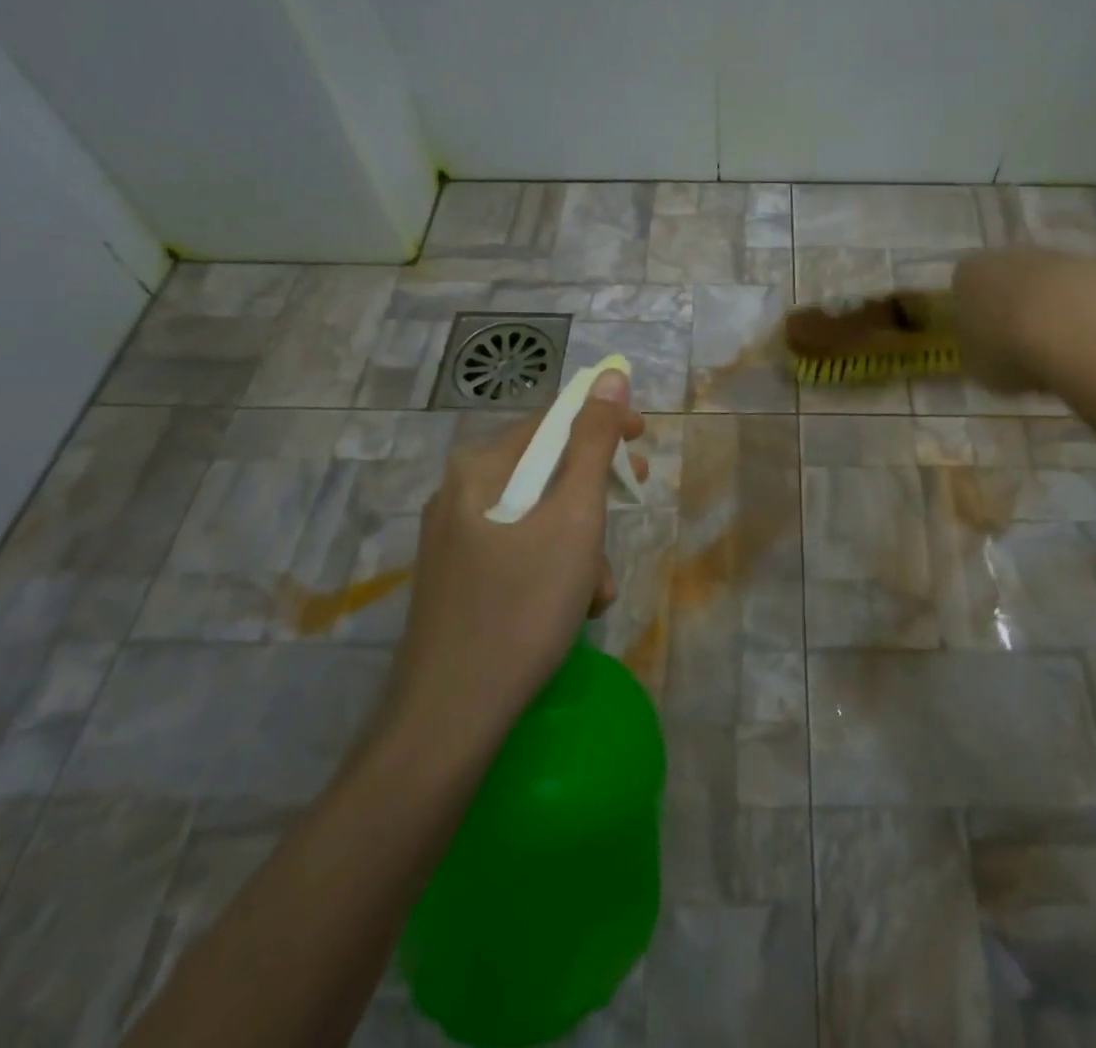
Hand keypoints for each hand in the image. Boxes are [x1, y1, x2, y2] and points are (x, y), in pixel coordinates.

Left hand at [380, 369, 646, 744]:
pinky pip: (520, 551)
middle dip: (596, 492)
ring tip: (599, 587)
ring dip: (582, 541)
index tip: (645, 442)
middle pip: (546, 469)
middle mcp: (459, 493)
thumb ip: (595, 442)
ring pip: (538, 516)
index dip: (604, 424)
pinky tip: (575, 607)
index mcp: (479, 467)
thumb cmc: (522, 605)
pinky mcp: (460, 580)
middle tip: (634, 500)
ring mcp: (455, 539)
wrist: (451, 719)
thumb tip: (610, 376)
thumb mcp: (575, 517)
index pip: (552, 421)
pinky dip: (556, 567)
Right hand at [952, 246, 1095, 399]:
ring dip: (1055, 309)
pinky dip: (1091, 313)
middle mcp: (1011, 254)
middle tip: (1025, 347)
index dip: (974, 315)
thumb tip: (987, 351)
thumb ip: (978, 353)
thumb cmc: (1012, 351)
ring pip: (1051, 283)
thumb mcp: (978, 368)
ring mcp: (1061, 256)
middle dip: (1016, 306)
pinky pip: (1089, 291)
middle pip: (1009, 278)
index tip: (985, 342)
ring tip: (1065, 352)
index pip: (963, 287)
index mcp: (970, 274)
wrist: (1082, 333)